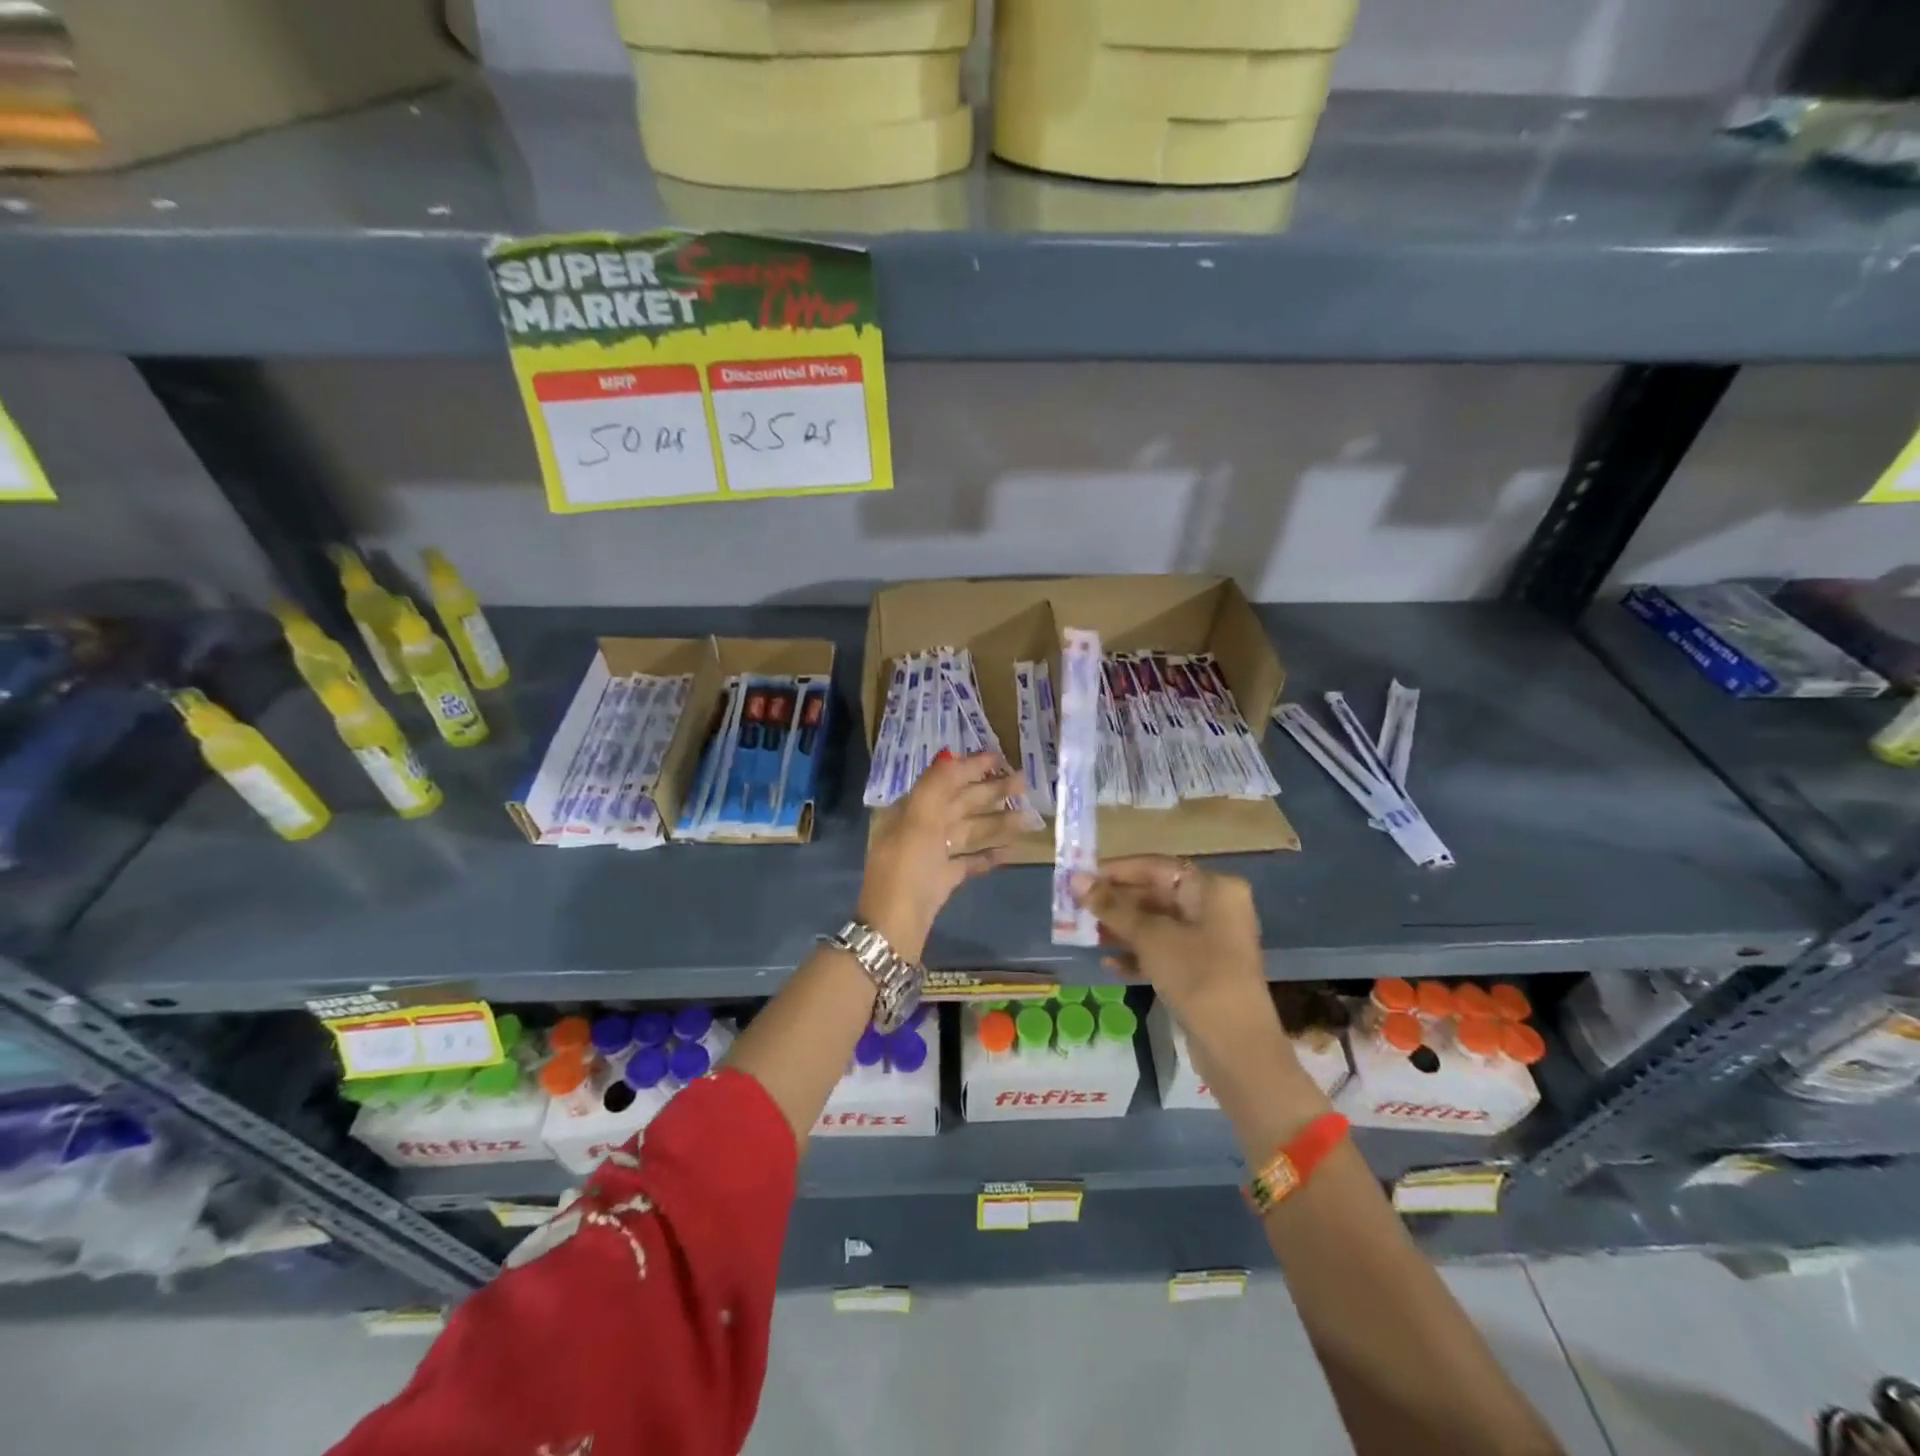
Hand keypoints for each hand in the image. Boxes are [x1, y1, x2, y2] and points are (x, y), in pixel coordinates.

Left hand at [859, 751, 1027, 962]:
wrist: (894, 930)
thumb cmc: (906, 871)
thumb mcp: (918, 821)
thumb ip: (936, 785)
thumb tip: (953, 755)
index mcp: (909, 811)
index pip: (943, 781)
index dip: (970, 768)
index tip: (999, 758)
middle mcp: (918, 829)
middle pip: (959, 804)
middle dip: (990, 792)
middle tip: (1023, 783)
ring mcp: (929, 856)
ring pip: (967, 832)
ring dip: (996, 823)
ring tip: (1027, 818)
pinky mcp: (941, 881)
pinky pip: (967, 861)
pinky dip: (987, 855)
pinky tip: (1010, 852)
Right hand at [1072, 856, 1279, 1069]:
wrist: (1237, 1046)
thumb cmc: (1196, 975)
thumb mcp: (1150, 937)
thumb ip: (1112, 906)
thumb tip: (1077, 879)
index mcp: (1213, 888)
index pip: (1156, 867)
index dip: (1116, 872)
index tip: (1080, 880)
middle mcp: (1216, 908)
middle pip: (1157, 895)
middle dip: (1117, 904)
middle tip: (1079, 910)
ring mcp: (1212, 941)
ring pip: (1158, 925)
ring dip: (1123, 930)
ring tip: (1088, 936)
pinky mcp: (1205, 971)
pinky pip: (1165, 951)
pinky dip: (1139, 955)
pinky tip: (1110, 965)